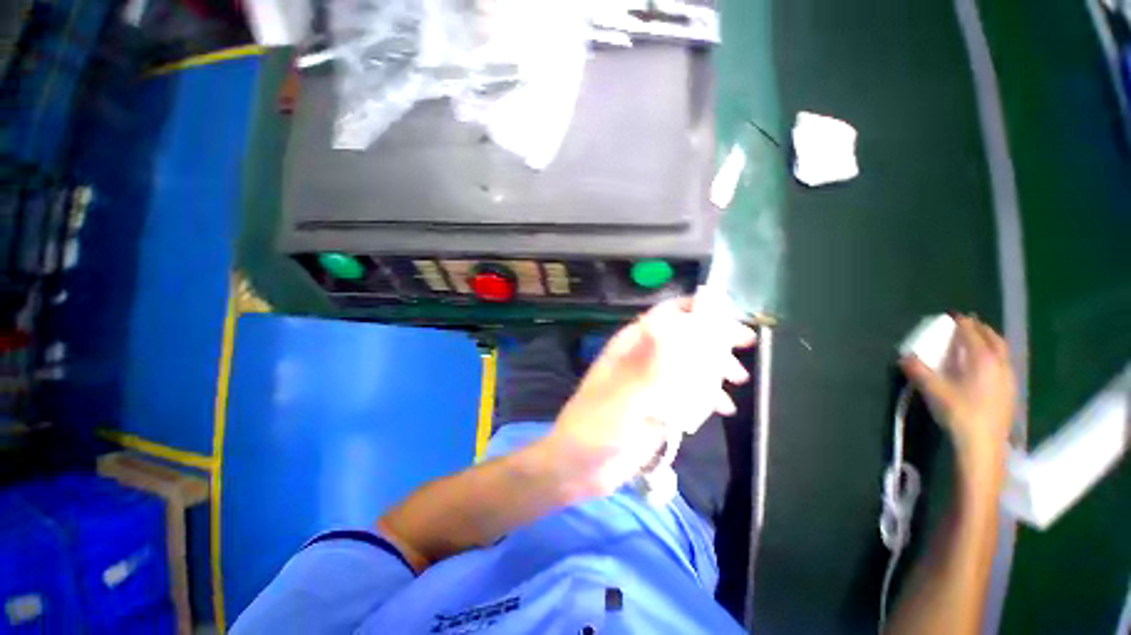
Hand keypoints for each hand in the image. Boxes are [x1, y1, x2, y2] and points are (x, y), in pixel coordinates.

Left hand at [542, 296, 755, 499]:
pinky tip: (725, 408)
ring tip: (739, 379)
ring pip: (689, 365)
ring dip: (714, 367)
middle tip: (745, 344)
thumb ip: (645, 362)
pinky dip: (708, 396)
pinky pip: (688, 394)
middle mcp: (643, 359)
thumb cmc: (596, 425)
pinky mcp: (658, 407)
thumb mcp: (621, 394)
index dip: (695, 309)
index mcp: (631, 346)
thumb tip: (666, 324)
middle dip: (713, 338)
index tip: (728, 313)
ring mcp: (652, 384)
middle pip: (682, 337)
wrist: (581, 466)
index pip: (664, 315)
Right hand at [900, 315, 1015, 469]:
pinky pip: (1004, 364)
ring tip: (977, 342)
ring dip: (990, 342)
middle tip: (967, 324)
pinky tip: (986, 366)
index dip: (961, 323)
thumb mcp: (934, 392)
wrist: (984, 445)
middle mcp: (1000, 363)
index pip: (972, 333)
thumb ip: (919, 371)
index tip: (952, 316)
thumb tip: (904, 357)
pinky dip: (995, 356)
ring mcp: (1008, 378)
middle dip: (980, 328)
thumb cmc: (959, 413)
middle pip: (993, 338)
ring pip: (1002, 351)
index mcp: (982, 359)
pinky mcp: (1010, 391)